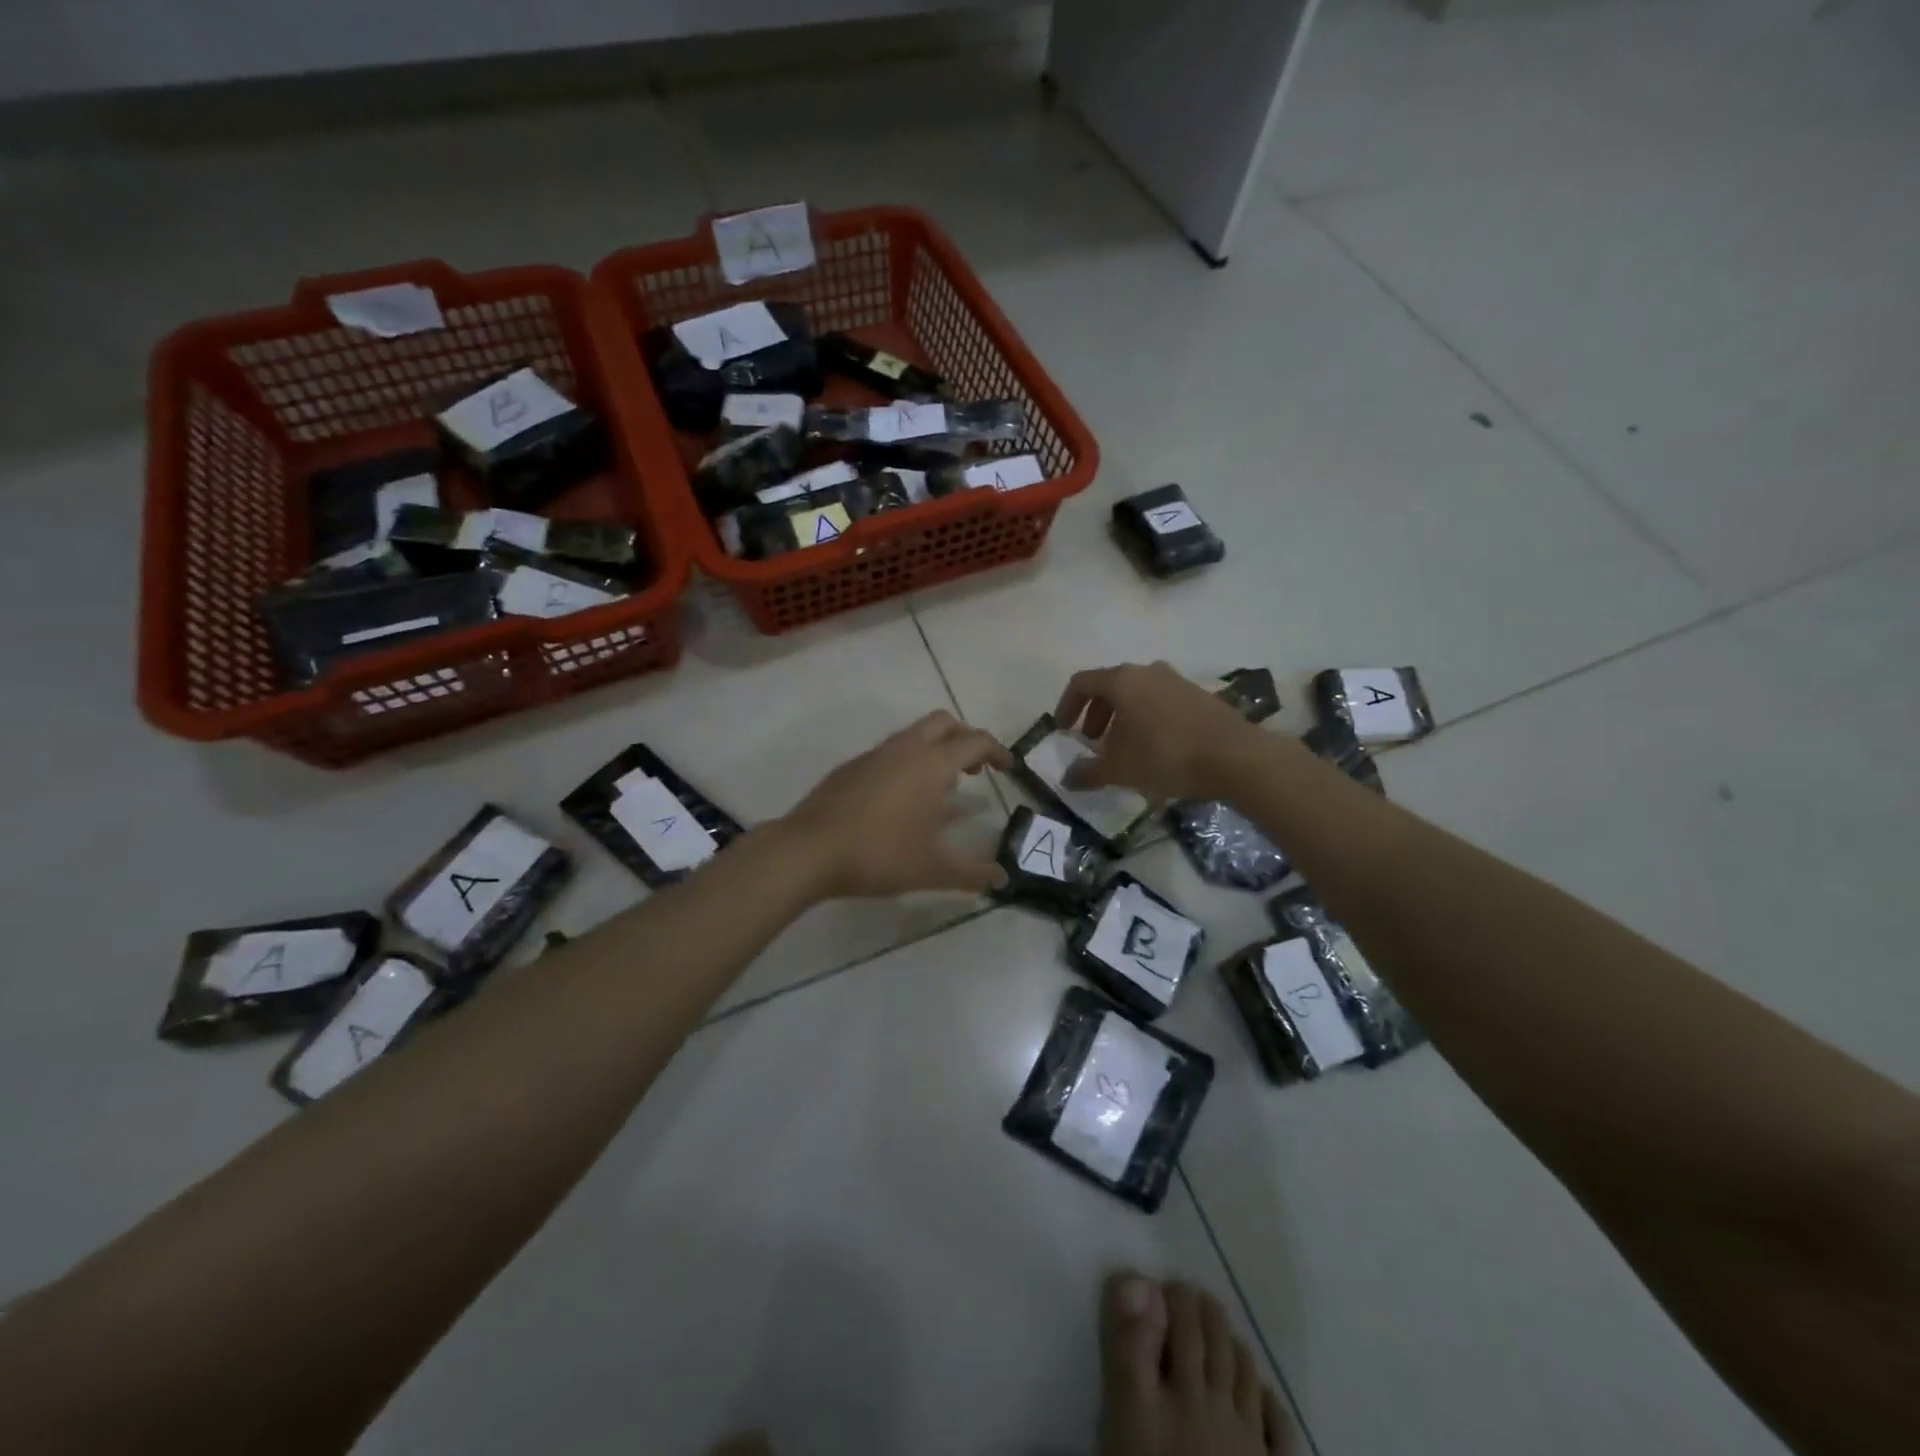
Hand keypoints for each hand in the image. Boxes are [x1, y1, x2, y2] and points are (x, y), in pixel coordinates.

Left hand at [782, 710, 1012, 898]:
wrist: (808, 851)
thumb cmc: (879, 855)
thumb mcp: (933, 870)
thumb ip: (972, 873)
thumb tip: (1002, 878)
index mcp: (931, 764)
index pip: (975, 742)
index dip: (997, 751)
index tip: (1008, 767)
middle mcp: (904, 749)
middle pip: (944, 723)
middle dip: (965, 739)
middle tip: (974, 770)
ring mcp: (874, 755)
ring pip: (914, 735)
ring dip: (935, 750)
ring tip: (941, 789)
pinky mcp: (851, 767)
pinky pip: (890, 752)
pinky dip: (908, 763)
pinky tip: (902, 801)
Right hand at [1055, 662, 1258, 801]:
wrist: (1236, 757)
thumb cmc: (1166, 756)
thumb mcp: (1120, 770)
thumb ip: (1088, 772)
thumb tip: (1067, 778)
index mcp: (1123, 680)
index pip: (1082, 682)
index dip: (1066, 705)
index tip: (1063, 730)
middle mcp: (1148, 672)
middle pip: (1110, 686)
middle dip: (1096, 714)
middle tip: (1093, 742)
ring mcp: (1177, 681)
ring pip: (1137, 694)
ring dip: (1122, 718)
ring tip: (1123, 749)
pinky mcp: (1199, 696)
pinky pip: (1160, 702)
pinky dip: (1146, 719)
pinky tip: (1154, 749)